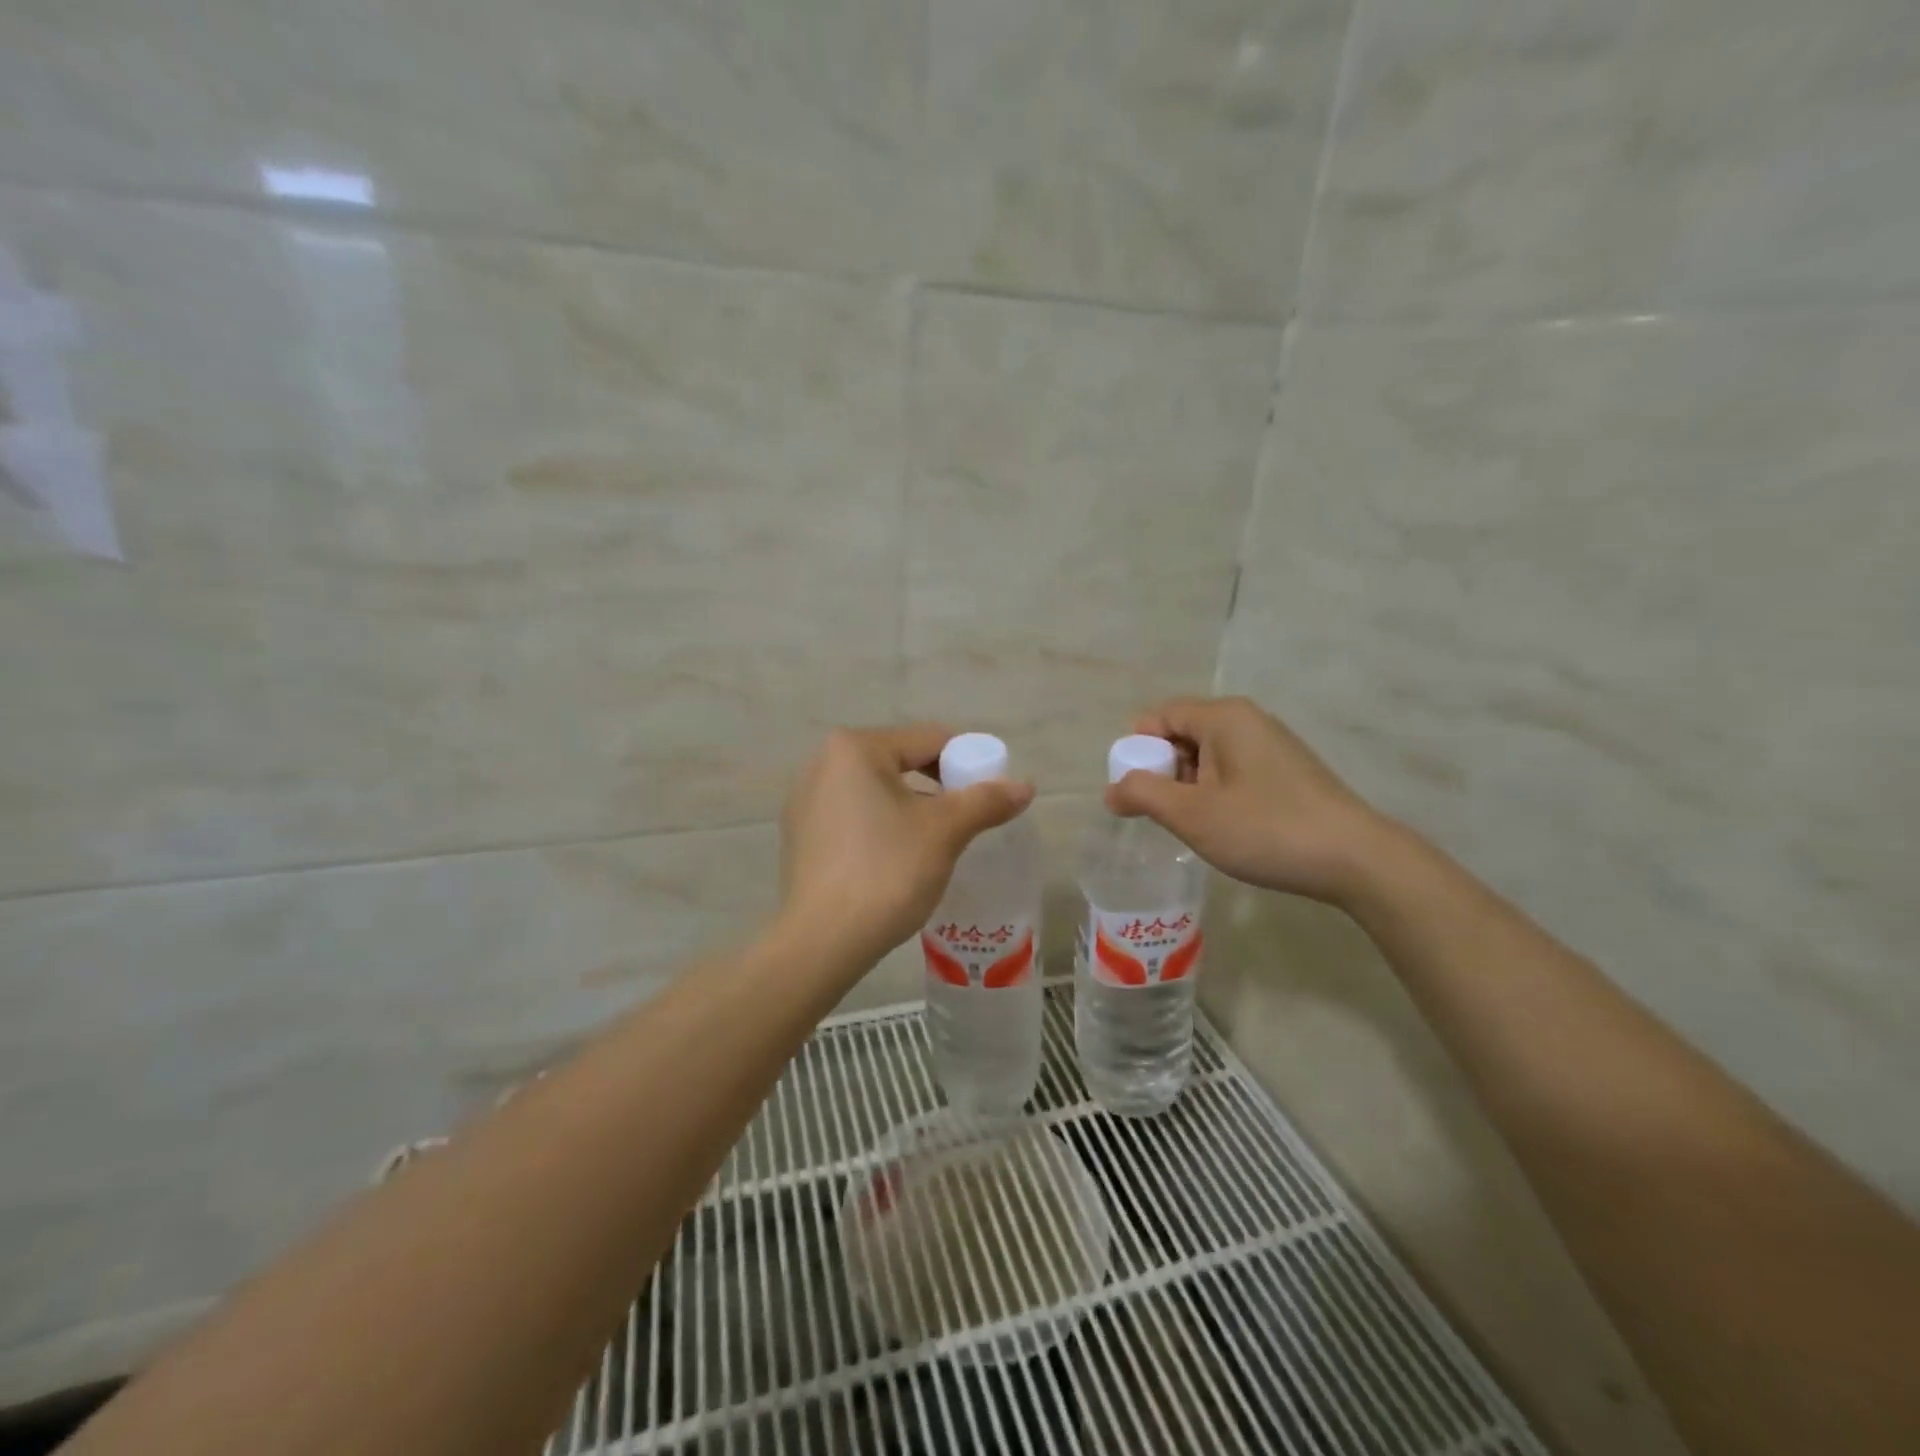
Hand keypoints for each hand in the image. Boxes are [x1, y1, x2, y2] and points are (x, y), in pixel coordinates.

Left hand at [779, 725, 1034, 966]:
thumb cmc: (887, 872)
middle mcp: (824, 762)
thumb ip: (986, 801)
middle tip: (968, 819)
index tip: (991, 794)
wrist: (823, 941)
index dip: (969, 762)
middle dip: (939, 787)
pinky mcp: (801, 834)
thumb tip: (1026, 786)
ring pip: (878, 790)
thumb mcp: (945, 832)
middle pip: (902, 761)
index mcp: (855, 747)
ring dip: (912, 807)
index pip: (930, 739)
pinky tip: (897, 857)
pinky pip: (855, 814)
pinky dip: (882, 825)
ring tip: (938, 841)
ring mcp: (806, 799)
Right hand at [1107, 697, 1392, 904]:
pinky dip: (1216, 792)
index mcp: (1223, 717)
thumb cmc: (1265, 829)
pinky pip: (1233, 769)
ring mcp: (1271, 744)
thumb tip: (1111, 790)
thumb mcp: (1192, 814)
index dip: (1137, 750)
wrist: (1355, 859)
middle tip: (1163, 813)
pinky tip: (1225, 826)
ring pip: (1208, 755)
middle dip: (1163, 771)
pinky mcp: (1287, 770)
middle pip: (1183, 733)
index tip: (1133, 792)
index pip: (1159, 716)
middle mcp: (1247, 719)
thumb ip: (1143, 795)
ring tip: (1194, 825)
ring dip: (1189, 786)